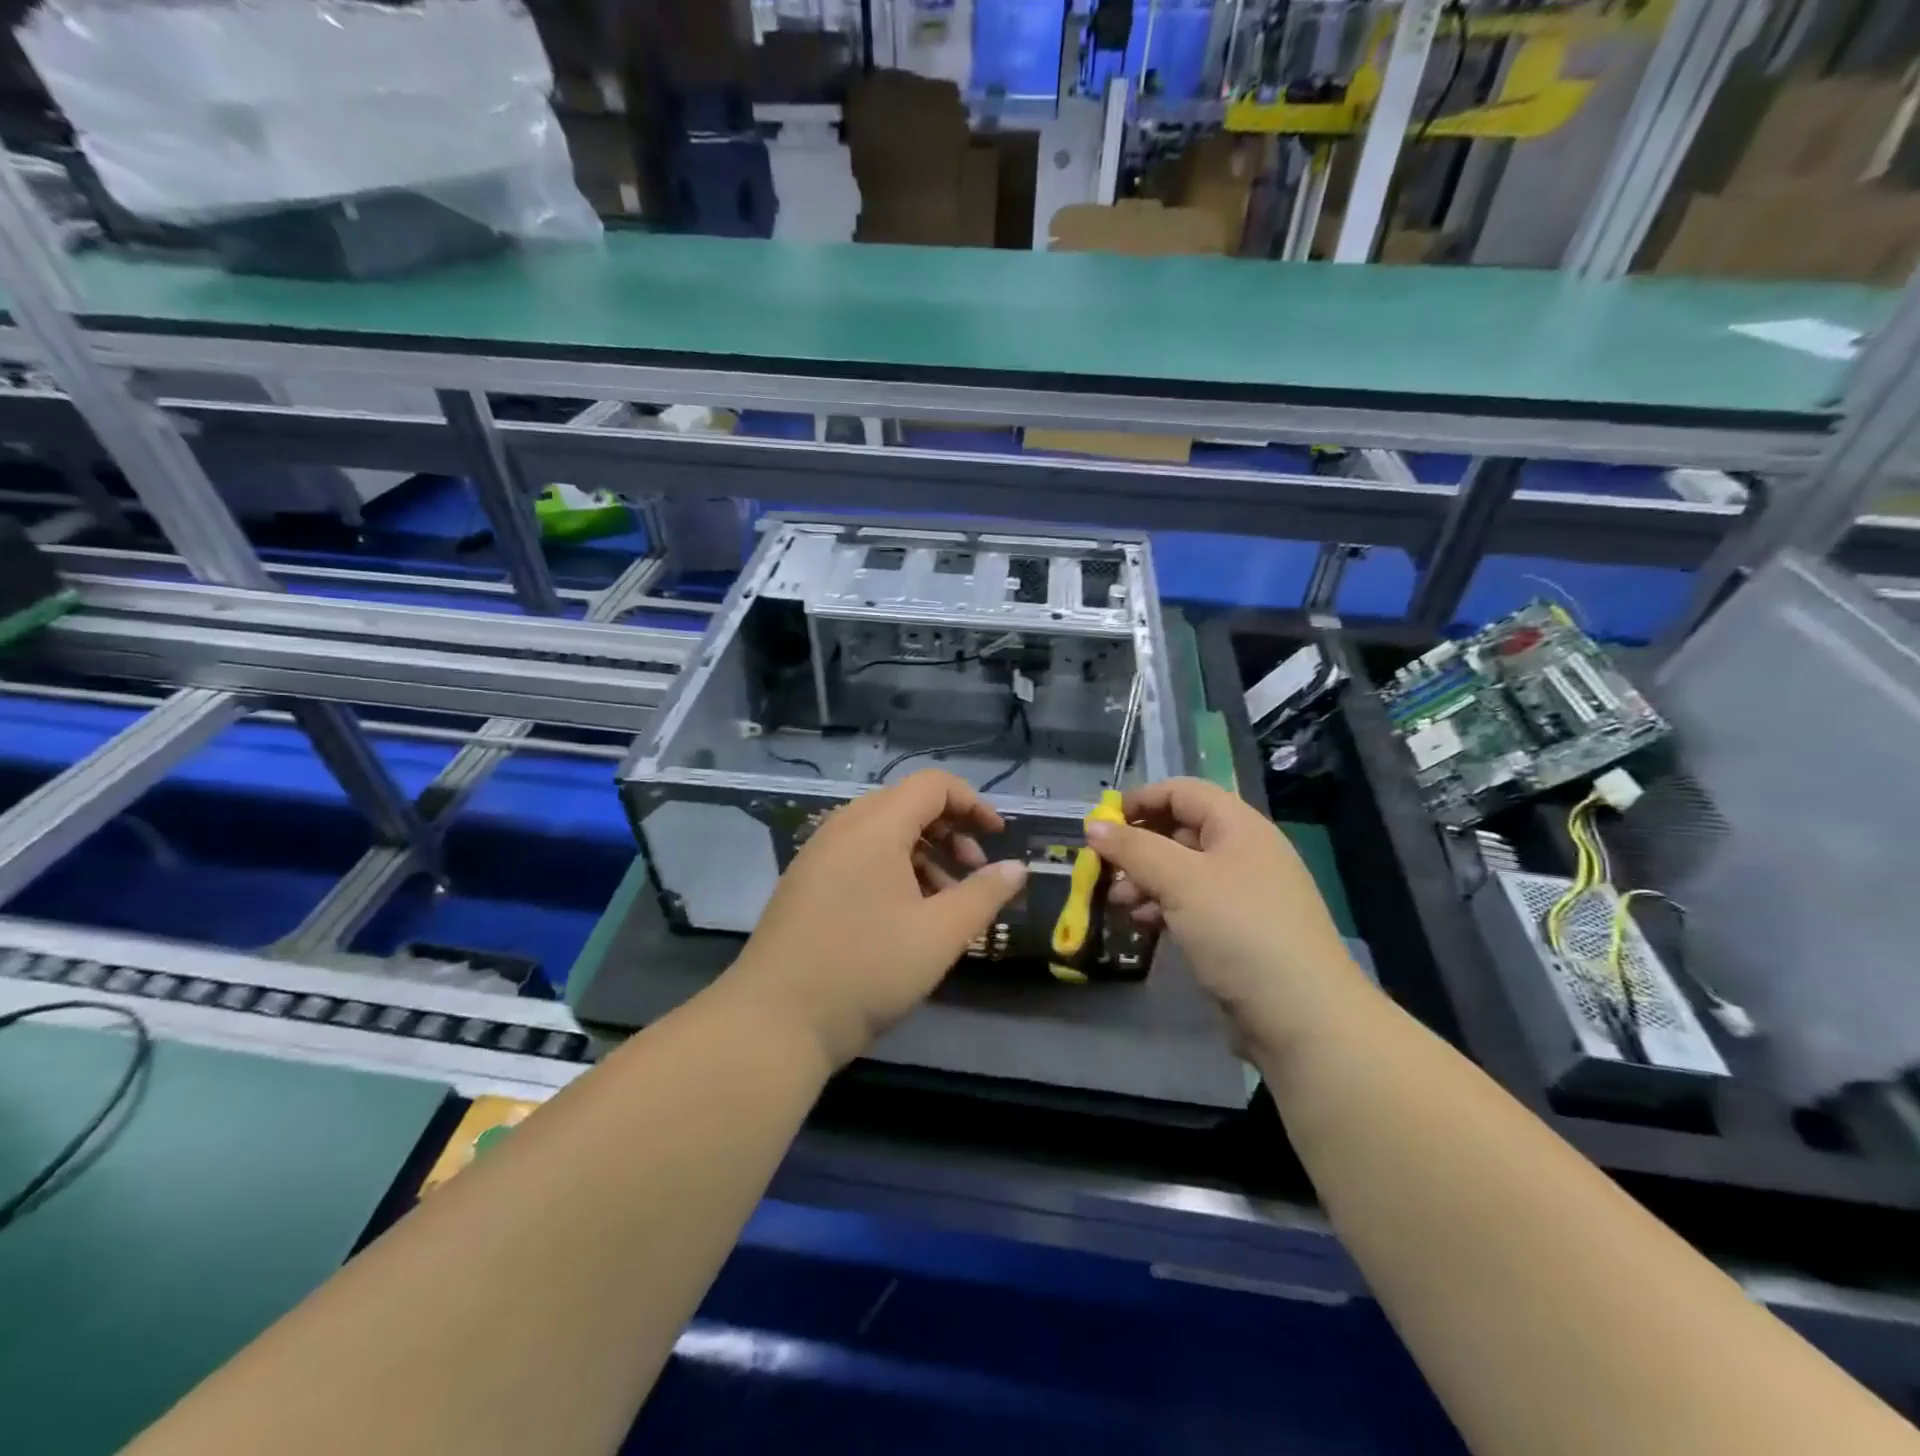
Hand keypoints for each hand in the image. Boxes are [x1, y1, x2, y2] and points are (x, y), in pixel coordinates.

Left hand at [722, 769, 1027, 1069]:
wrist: (774, 1021)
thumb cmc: (866, 969)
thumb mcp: (940, 934)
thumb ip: (984, 895)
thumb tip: (1018, 868)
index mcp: (875, 825)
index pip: (933, 785)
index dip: (974, 803)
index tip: (998, 839)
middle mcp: (842, 827)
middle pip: (907, 805)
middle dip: (950, 832)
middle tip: (974, 874)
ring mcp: (818, 855)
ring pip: (883, 833)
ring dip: (924, 855)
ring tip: (946, 902)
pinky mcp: (805, 883)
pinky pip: (859, 857)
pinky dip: (893, 870)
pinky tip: (906, 916)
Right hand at [1093, 778, 1367, 1057]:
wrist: (1303, 1017)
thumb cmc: (1240, 931)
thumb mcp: (1180, 881)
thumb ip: (1133, 849)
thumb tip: (1093, 825)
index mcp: (1238, 826)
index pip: (1182, 792)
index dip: (1140, 800)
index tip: (1100, 824)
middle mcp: (1243, 852)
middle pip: (1179, 831)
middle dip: (1137, 847)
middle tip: (1104, 871)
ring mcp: (1243, 893)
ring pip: (1182, 871)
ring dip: (1145, 880)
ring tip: (1117, 903)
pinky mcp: (1239, 931)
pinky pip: (1192, 904)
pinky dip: (1163, 907)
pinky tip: (1143, 924)